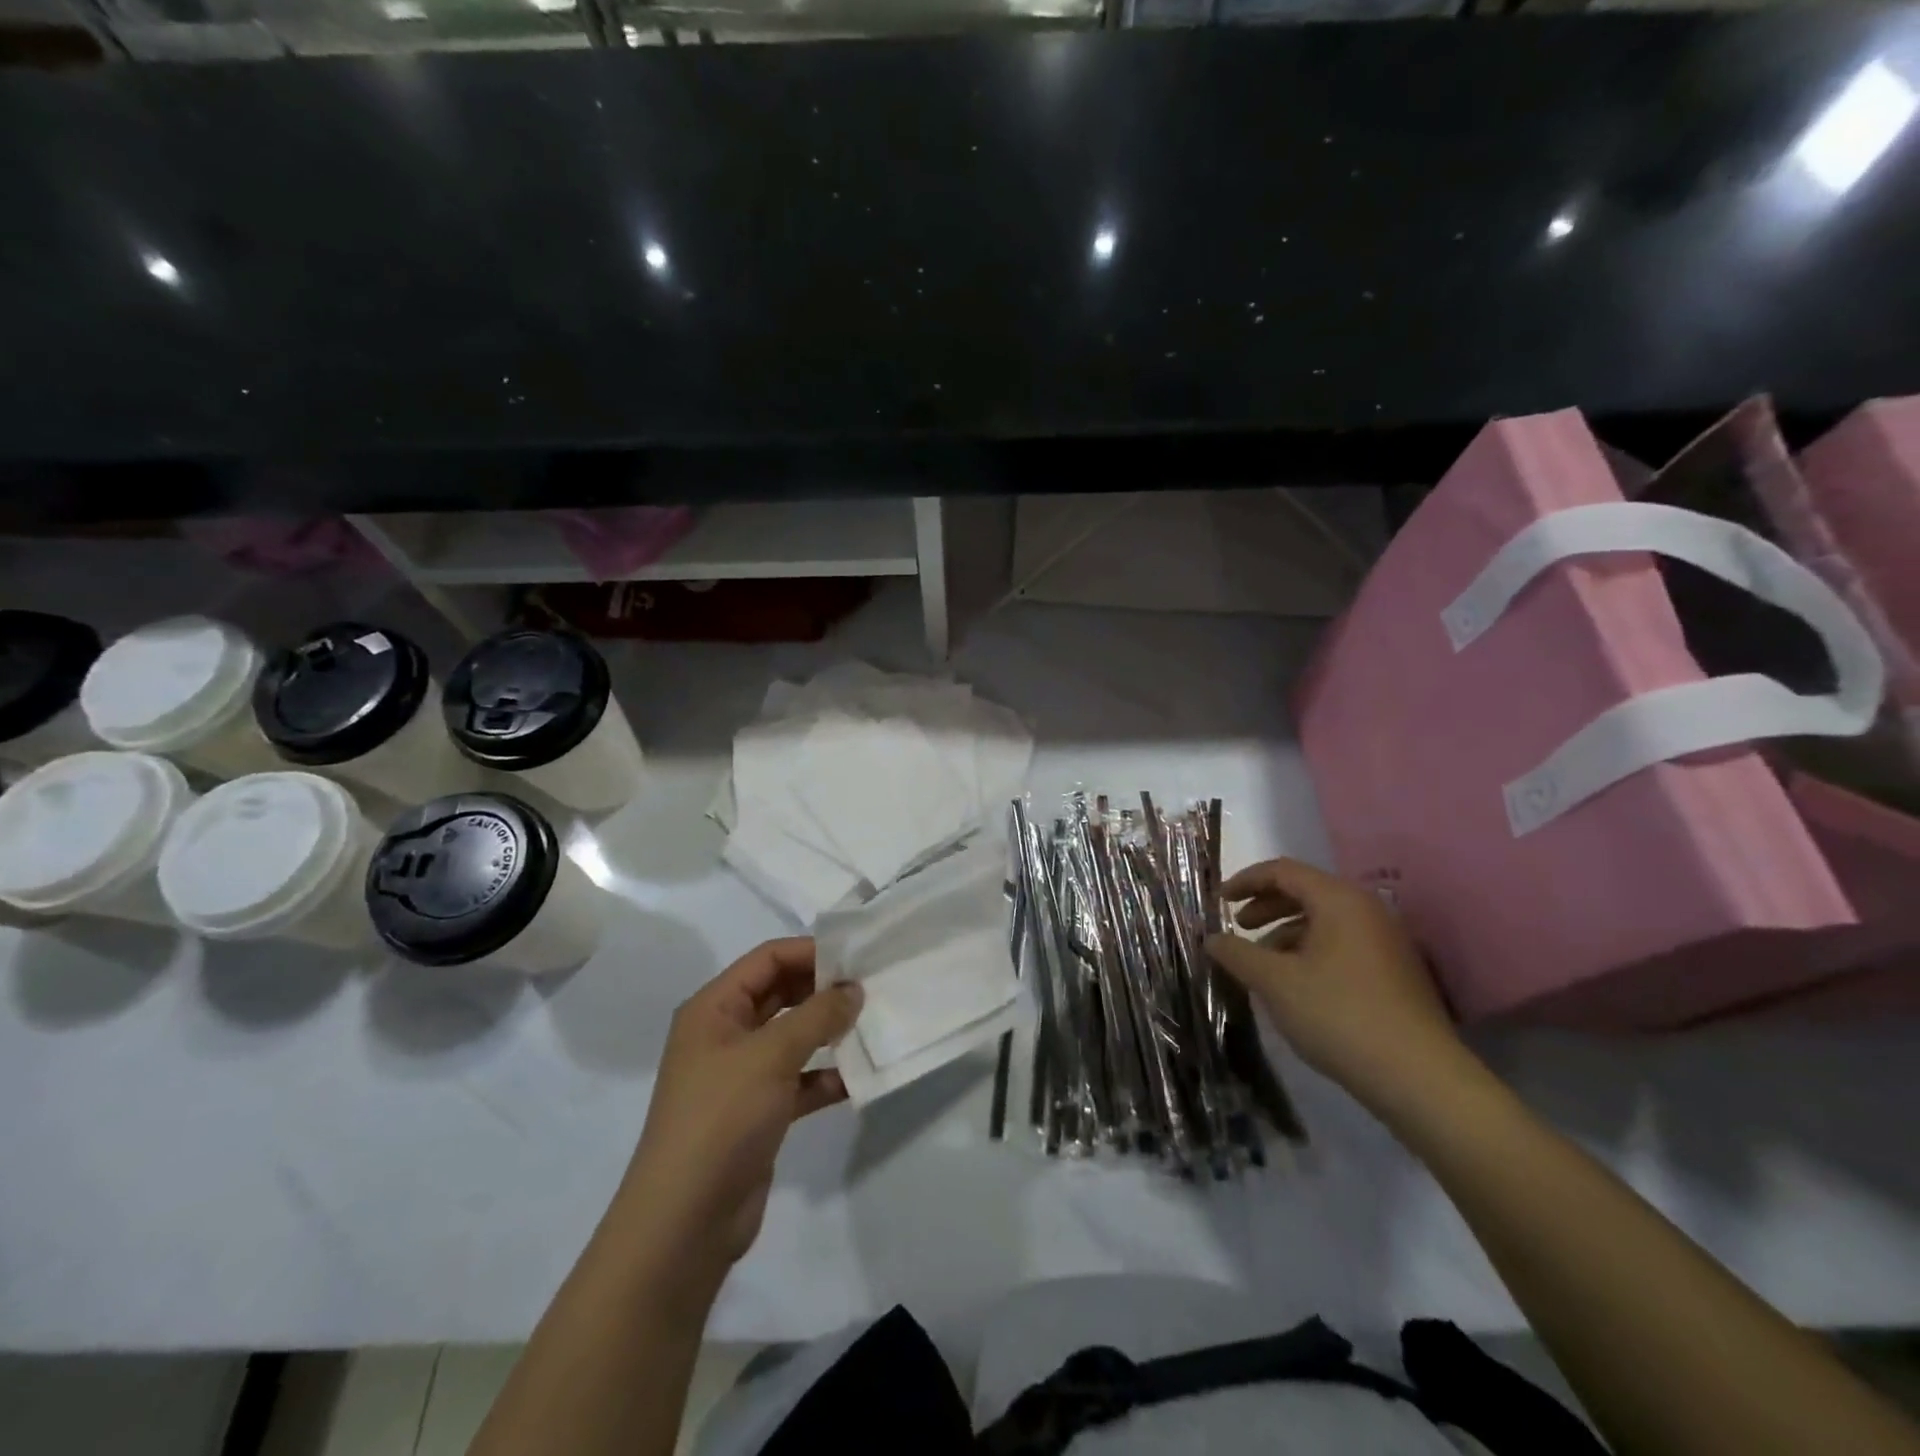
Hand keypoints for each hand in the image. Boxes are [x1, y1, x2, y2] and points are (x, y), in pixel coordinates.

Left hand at [618, 938, 861, 1280]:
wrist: (685, 1222)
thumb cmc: (721, 1118)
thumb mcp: (771, 1055)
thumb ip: (817, 1015)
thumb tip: (853, 989)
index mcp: (713, 1008)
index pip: (767, 959)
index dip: (810, 952)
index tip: (856, 956)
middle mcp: (725, 1034)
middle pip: (780, 993)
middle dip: (823, 990)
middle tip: (871, 987)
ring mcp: (741, 1074)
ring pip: (792, 1036)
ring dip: (828, 1031)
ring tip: (872, 1025)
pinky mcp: (758, 1112)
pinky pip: (798, 1079)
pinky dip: (825, 1076)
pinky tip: (858, 1079)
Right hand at [1204, 858, 1462, 1108]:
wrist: (1420, 1078)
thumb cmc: (1339, 1015)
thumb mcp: (1275, 982)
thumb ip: (1237, 953)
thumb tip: (1211, 939)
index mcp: (1339, 900)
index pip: (1283, 871)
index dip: (1245, 881)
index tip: (1218, 901)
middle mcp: (1367, 910)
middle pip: (1305, 892)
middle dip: (1265, 907)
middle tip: (1238, 928)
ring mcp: (1386, 942)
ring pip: (1324, 921)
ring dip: (1286, 933)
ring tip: (1262, 963)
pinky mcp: (1395, 972)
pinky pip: (1342, 945)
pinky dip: (1310, 952)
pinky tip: (1295, 985)